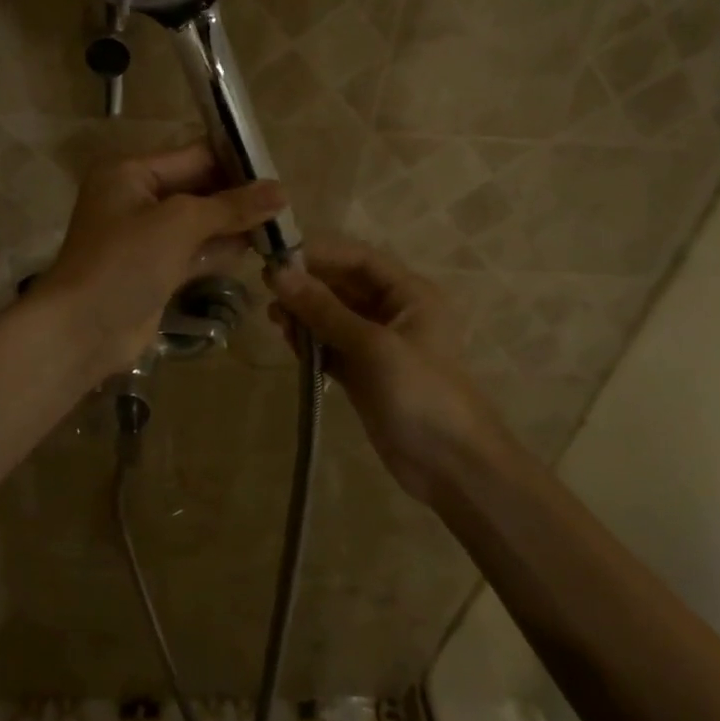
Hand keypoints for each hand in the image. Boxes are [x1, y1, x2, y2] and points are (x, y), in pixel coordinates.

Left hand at [38, 145, 285, 382]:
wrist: (82, 330)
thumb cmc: (125, 261)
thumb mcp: (179, 222)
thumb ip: (230, 206)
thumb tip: (282, 192)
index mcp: (131, 173)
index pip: (193, 156)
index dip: (235, 163)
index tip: (278, 172)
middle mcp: (136, 199)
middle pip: (198, 189)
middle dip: (238, 197)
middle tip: (286, 204)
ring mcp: (145, 237)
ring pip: (199, 223)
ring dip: (234, 225)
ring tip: (280, 225)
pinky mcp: (155, 270)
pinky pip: (194, 251)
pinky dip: (220, 250)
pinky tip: (257, 250)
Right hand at [269, 238, 501, 500]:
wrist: (452, 467)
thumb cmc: (421, 393)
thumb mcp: (372, 346)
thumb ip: (324, 309)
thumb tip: (278, 273)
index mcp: (409, 294)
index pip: (359, 259)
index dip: (320, 253)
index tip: (277, 254)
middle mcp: (394, 312)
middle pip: (344, 285)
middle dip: (307, 285)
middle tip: (267, 288)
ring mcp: (378, 345)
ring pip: (334, 317)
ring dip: (305, 314)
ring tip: (274, 319)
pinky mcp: (365, 374)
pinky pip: (332, 346)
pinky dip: (310, 342)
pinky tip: (288, 342)